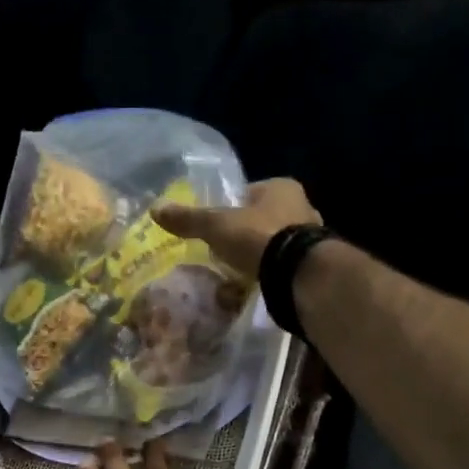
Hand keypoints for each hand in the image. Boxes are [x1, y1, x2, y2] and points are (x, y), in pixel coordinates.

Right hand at [152, 177, 322, 277]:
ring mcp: (312, 235)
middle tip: (225, 249)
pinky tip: (258, 282)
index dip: (231, 207)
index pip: (249, 192)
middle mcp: (302, 204)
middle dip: (247, 232)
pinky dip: (272, 271)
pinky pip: (285, 264)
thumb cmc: (257, 237)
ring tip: (240, 269)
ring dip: (261, 252)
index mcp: (281, 186)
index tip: (216, 225)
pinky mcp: (313, 263)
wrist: (297, 272)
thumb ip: (190, 219)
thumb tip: (155, 209)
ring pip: (277, 240)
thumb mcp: (217, 226)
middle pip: (264, 217)